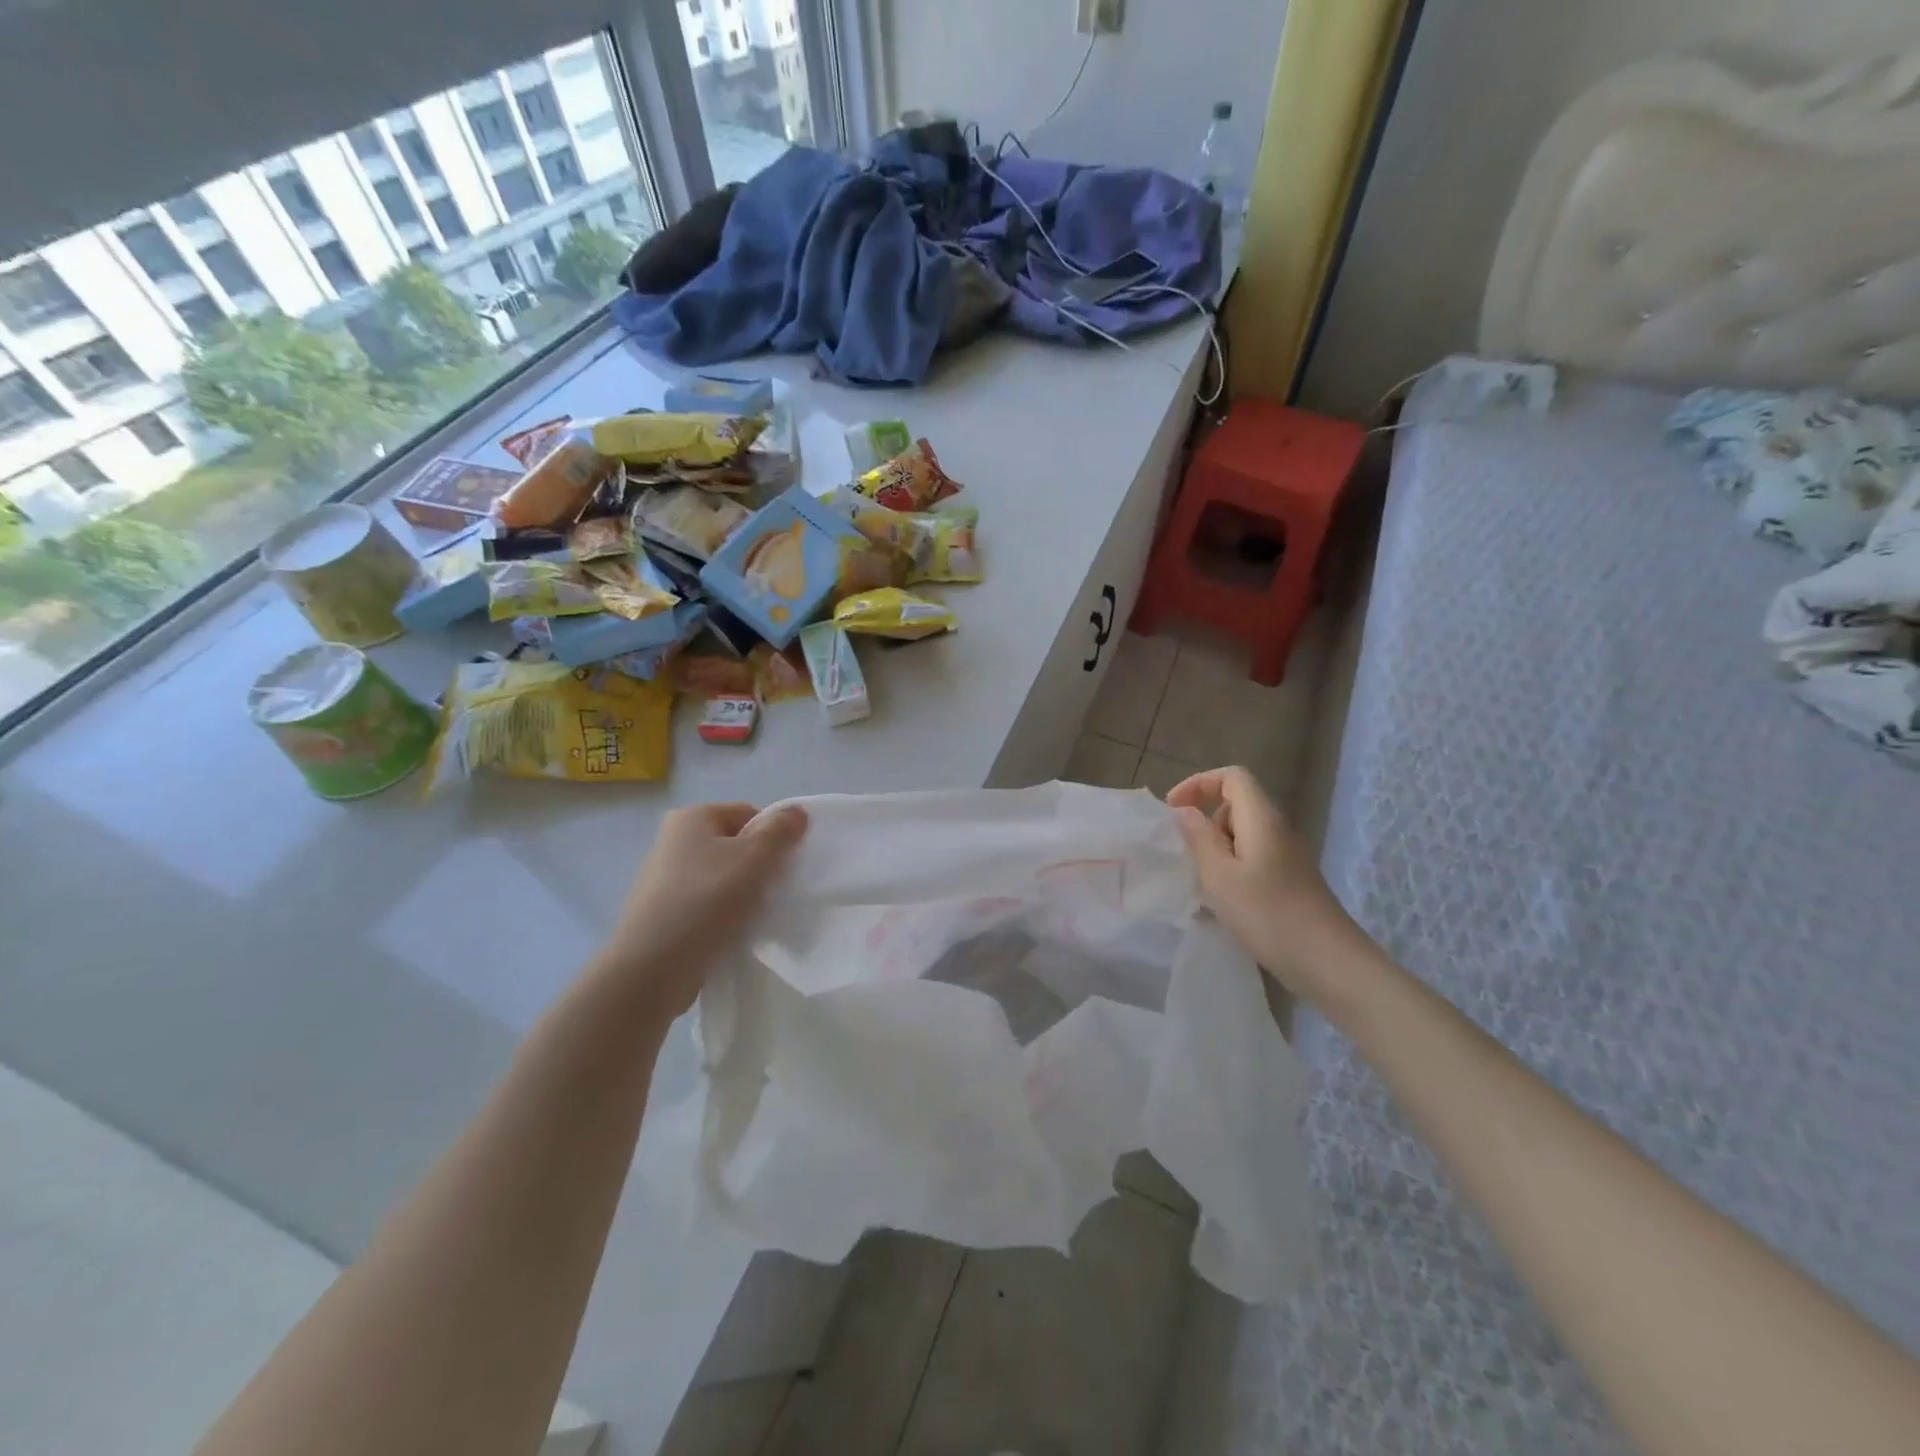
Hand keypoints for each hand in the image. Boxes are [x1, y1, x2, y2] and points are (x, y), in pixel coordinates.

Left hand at [596, 802, 807, 1017]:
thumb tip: (797, 811)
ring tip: (755, 916)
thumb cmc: (705, 900)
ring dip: (744, 893)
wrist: (651, 968)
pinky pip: (708, 904)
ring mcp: (666, 878)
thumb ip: (780, 832)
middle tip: (774, 891)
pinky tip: (734, 932)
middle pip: (736, 845)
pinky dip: (725, 914)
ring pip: (724, 877)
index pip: (749, 814)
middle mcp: (674, 840)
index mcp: (692, 817)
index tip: (783, 866)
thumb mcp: (753, 859)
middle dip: (760, 866)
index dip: (773, 836)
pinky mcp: (665, 913)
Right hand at [1167, 766, 1358, 1000]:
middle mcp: (1277, 829)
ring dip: (1216, 849)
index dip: (1199, 783)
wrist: (1329, 963)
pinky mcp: (1290, 880)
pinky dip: (1231, 868)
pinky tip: (1224, 901)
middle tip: (1187, 855)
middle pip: (1236, 804)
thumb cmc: (1269, 915)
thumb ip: (1199, 838)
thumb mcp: (1220, 876)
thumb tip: (1185, 811)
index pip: (1232, 777)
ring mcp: (1287, 856)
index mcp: (1261, 819)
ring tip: (1202, 882)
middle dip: (1205, 821)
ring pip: (1242, 834)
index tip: (1174, 810)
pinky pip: (1252, 858)